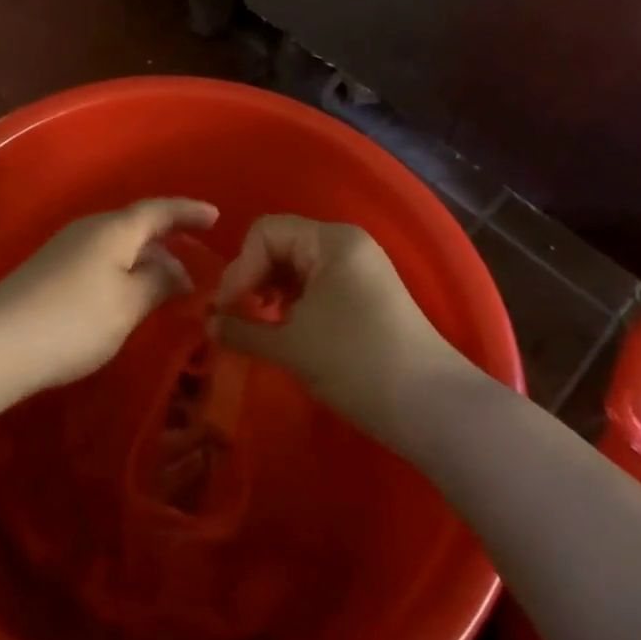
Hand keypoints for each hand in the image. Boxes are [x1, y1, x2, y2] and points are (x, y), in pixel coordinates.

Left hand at [0, 197, 218, 391]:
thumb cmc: (73, 320)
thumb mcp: (128, 305)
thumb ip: (158, 283)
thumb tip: (177, 272)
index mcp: (114, 229)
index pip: (159, 210)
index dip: (188, 211)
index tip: (216, 216)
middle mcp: (90, 229)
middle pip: (137, 225)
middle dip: (169, 239)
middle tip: (198, 258)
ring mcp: (66, 249)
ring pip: (118, 245)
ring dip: (146, 260)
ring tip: (169, 285)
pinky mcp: (50, 272)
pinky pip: (101, 261)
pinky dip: (124, 272)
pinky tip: (129, 298)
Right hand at [214, 215, 469, 436]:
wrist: (433, 407)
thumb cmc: (357, 363)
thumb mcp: (292, 346)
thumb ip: (243, 330)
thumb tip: (207, 325)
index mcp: (330, 240)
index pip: (265, 232)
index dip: (240, 267)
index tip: (227, 309)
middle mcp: (346, 243)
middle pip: (280, 244)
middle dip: (253, 278)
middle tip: (237, 318)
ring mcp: (359, 267)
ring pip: (298, 266)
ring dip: (271, 292)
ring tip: (258, 326)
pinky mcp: (366, 293)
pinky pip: (317, 283)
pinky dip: (294, 302)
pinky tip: (285, 330)